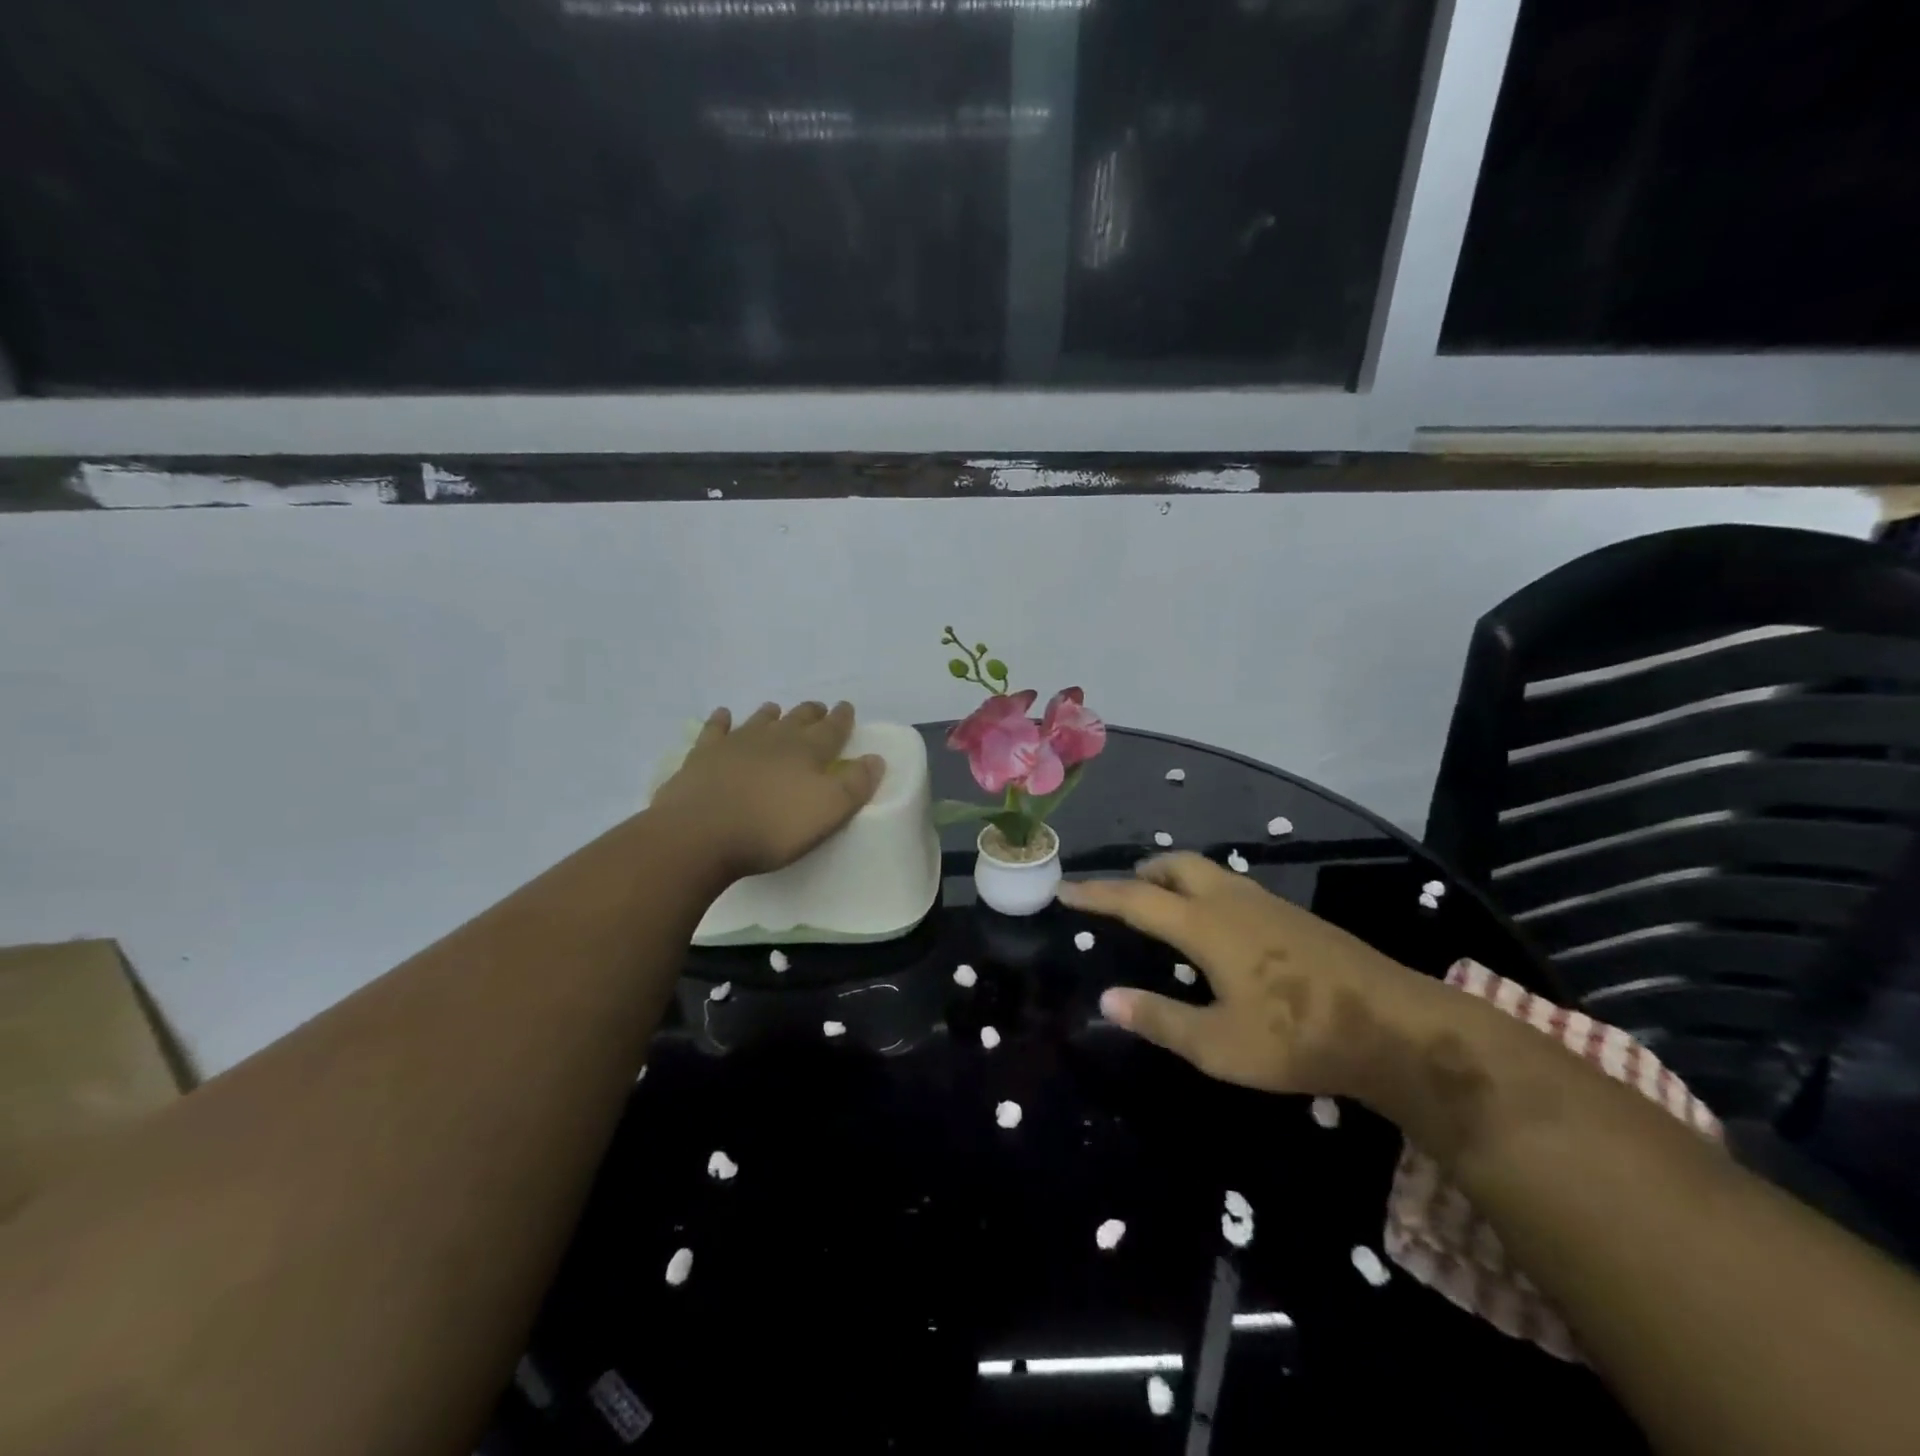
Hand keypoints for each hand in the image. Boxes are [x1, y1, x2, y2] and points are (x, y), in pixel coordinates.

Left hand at [650, 701, 885, 880]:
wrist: (700, 833)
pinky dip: (721, 721)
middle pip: (797, 719)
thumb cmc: (772, 827)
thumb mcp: (828, 811)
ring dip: (771, 715)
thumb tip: (875, 758)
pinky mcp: (703, 756)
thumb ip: (855, 785)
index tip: (846, 707)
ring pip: (759, 721)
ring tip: (776, 710)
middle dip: (811, 713)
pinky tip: (723, 715)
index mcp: (807, 751)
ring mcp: (735, 743)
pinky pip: (715, 730)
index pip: (832, 728)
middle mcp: (774, 739)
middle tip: (818, 709)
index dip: (842, 718)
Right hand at [1057, 853, 1439, 1101]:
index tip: (1066, 890)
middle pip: (1175, 865)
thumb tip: (1107, 999)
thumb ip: (1160, 1019)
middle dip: (1141, 873)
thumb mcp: (1219, 1045)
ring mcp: (1267, 903)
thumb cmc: (1297, 1037)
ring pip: (1208, 872)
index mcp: (1205, 926)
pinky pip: (1232, 887)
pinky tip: (1216, 929)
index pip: (1135, 899)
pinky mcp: (1293, 915)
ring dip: (1175, 878)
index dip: (1097, 894)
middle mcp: (1231, 901)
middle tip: (1120, 894)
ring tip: (1162, 905)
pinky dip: (1205, 891)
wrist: (1395, 1026)